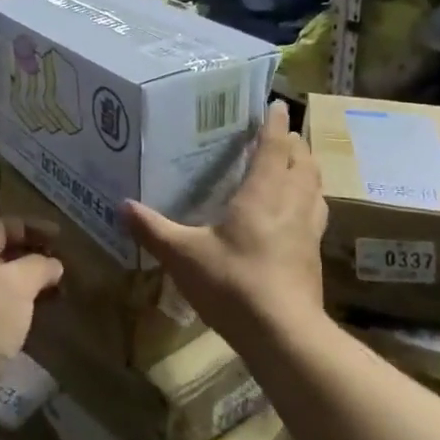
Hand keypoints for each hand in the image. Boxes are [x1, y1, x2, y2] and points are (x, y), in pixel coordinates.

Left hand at [0, 219, 61, 412]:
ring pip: (4, 286)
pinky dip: (23, 309)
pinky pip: (2, 311)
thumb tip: (53, 264)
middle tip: (65, 265)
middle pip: (2, 255)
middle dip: (34, 258)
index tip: (62, 237)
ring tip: (60, 292)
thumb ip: (39, 265)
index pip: (4, 226)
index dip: (34, 228)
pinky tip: (43, 318)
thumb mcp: (18, 282)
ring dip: (31, 286)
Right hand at [124, 100, 326, 347]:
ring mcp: (308, 230)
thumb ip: (153, 230)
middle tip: (280, 133)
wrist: (284, 335)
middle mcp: (291, 203)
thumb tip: (122, 205)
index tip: (275, 103)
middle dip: (294, 143)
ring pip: (315, 186)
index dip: (275, 122)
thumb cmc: (233, 284)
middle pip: (303, 161)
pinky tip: (296, 212)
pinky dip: (309, 199)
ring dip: (306, 169)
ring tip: (293, 164)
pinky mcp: (314, 254)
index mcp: (263, 193)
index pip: (274, 146)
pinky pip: (316, 212)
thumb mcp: (184, 256)